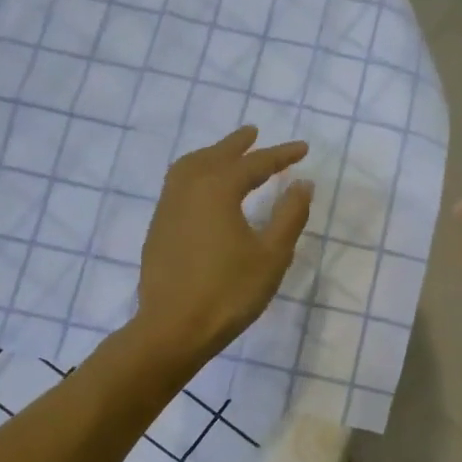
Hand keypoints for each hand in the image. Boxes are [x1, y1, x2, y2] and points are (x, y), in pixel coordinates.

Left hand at [137, 127, 312, 361]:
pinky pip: (177, 186)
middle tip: (255, 134)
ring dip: (211, 155)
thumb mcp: (271, 255)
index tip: (303, 149)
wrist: (174, 328)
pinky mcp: (158, 229)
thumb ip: (290, 215)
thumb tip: (302, 184)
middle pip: (216, 156)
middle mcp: (188, 189)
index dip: (281, 155)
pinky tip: (203, 192)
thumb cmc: (230, 292)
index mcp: (217, 189)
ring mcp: (167, 208)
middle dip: (238, 144)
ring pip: (189, 167)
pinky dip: (195, 175)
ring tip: (226, 155)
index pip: (255, 164)